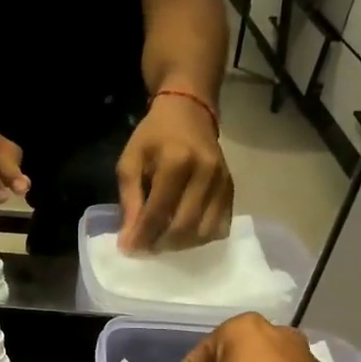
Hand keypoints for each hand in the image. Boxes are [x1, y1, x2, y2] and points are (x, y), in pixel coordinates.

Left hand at [116, 94, 232, 250]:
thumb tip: (128, 240)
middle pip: (184, 227)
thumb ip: (129, 200)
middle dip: (160, 244)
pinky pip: (220, 227)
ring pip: (204, 232)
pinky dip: (200, 238)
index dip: (142, 236)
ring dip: (180, 245)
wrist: (189, 112)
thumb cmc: (154, 136)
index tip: (129, 249)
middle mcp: (205, 173)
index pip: (159, 211)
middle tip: (145, 248)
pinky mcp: (232, 189)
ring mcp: (222, 182)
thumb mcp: (130, 161)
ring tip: (162, 241)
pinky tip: (183, 234)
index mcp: (176, 161)